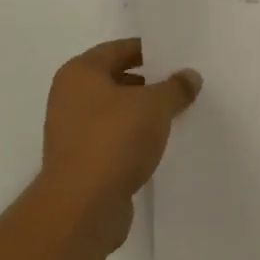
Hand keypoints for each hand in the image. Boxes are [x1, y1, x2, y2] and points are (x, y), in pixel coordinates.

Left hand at [36, 38, 200, 252]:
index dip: (148, 51)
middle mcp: (69, 98)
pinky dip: (132, 140)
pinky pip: (112, 141)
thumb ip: (175, 87)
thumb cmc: (114, 140)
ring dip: (140, 115)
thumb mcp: (155, 105)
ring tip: (174, 116)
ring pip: (114, 113)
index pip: (118, 49)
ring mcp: (71, 133)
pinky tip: (157, 146)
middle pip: (115, 80)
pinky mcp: (80, 164)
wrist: (82, 209)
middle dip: (147, 83)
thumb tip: (190, 76)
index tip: (175, 56)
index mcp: (80, 73)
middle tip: (179, 85)